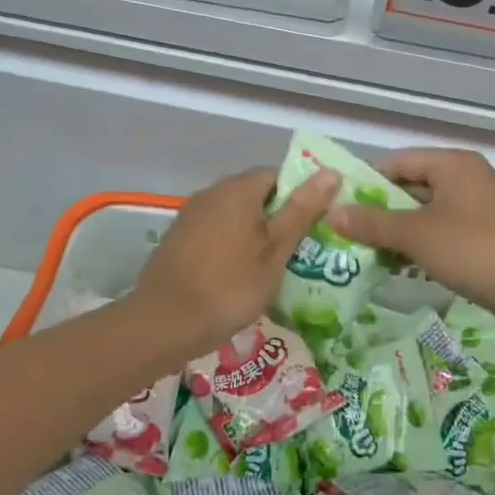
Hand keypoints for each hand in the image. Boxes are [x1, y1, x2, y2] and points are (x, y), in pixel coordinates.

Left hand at [130, 167, 340, 361]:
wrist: (164, 322)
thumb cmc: (230, 286)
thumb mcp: (276, 251)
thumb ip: (301, 210)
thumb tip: (330, 172)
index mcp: (239, 188)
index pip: (279, 175)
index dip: (300, 197)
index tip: (313, 227)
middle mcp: (212, 192)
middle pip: (255, 194)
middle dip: (277, 218)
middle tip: (298, 252)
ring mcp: (191, 215)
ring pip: (234, 215)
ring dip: (254, 234)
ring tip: (272, 268)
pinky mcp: (178, 239)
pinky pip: (215, 232)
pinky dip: (231, 246)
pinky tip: (238, 276)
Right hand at [326, 149, 494, 333]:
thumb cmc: (475, 249)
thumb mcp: (416, 235)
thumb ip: (372, 223)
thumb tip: (331, 213)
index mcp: (451, 165)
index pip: (396, 162)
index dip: (365, 183)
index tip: (336, 207)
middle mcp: (464, 180)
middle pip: (409, 189)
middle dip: (377, 213)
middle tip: (342, 235)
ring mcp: (475, 211)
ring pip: (423, 216)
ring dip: (395, 235)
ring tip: (359, 255)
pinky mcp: (482, 240)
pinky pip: (440, 236)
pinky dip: (417, 249)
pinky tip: (393, 268)